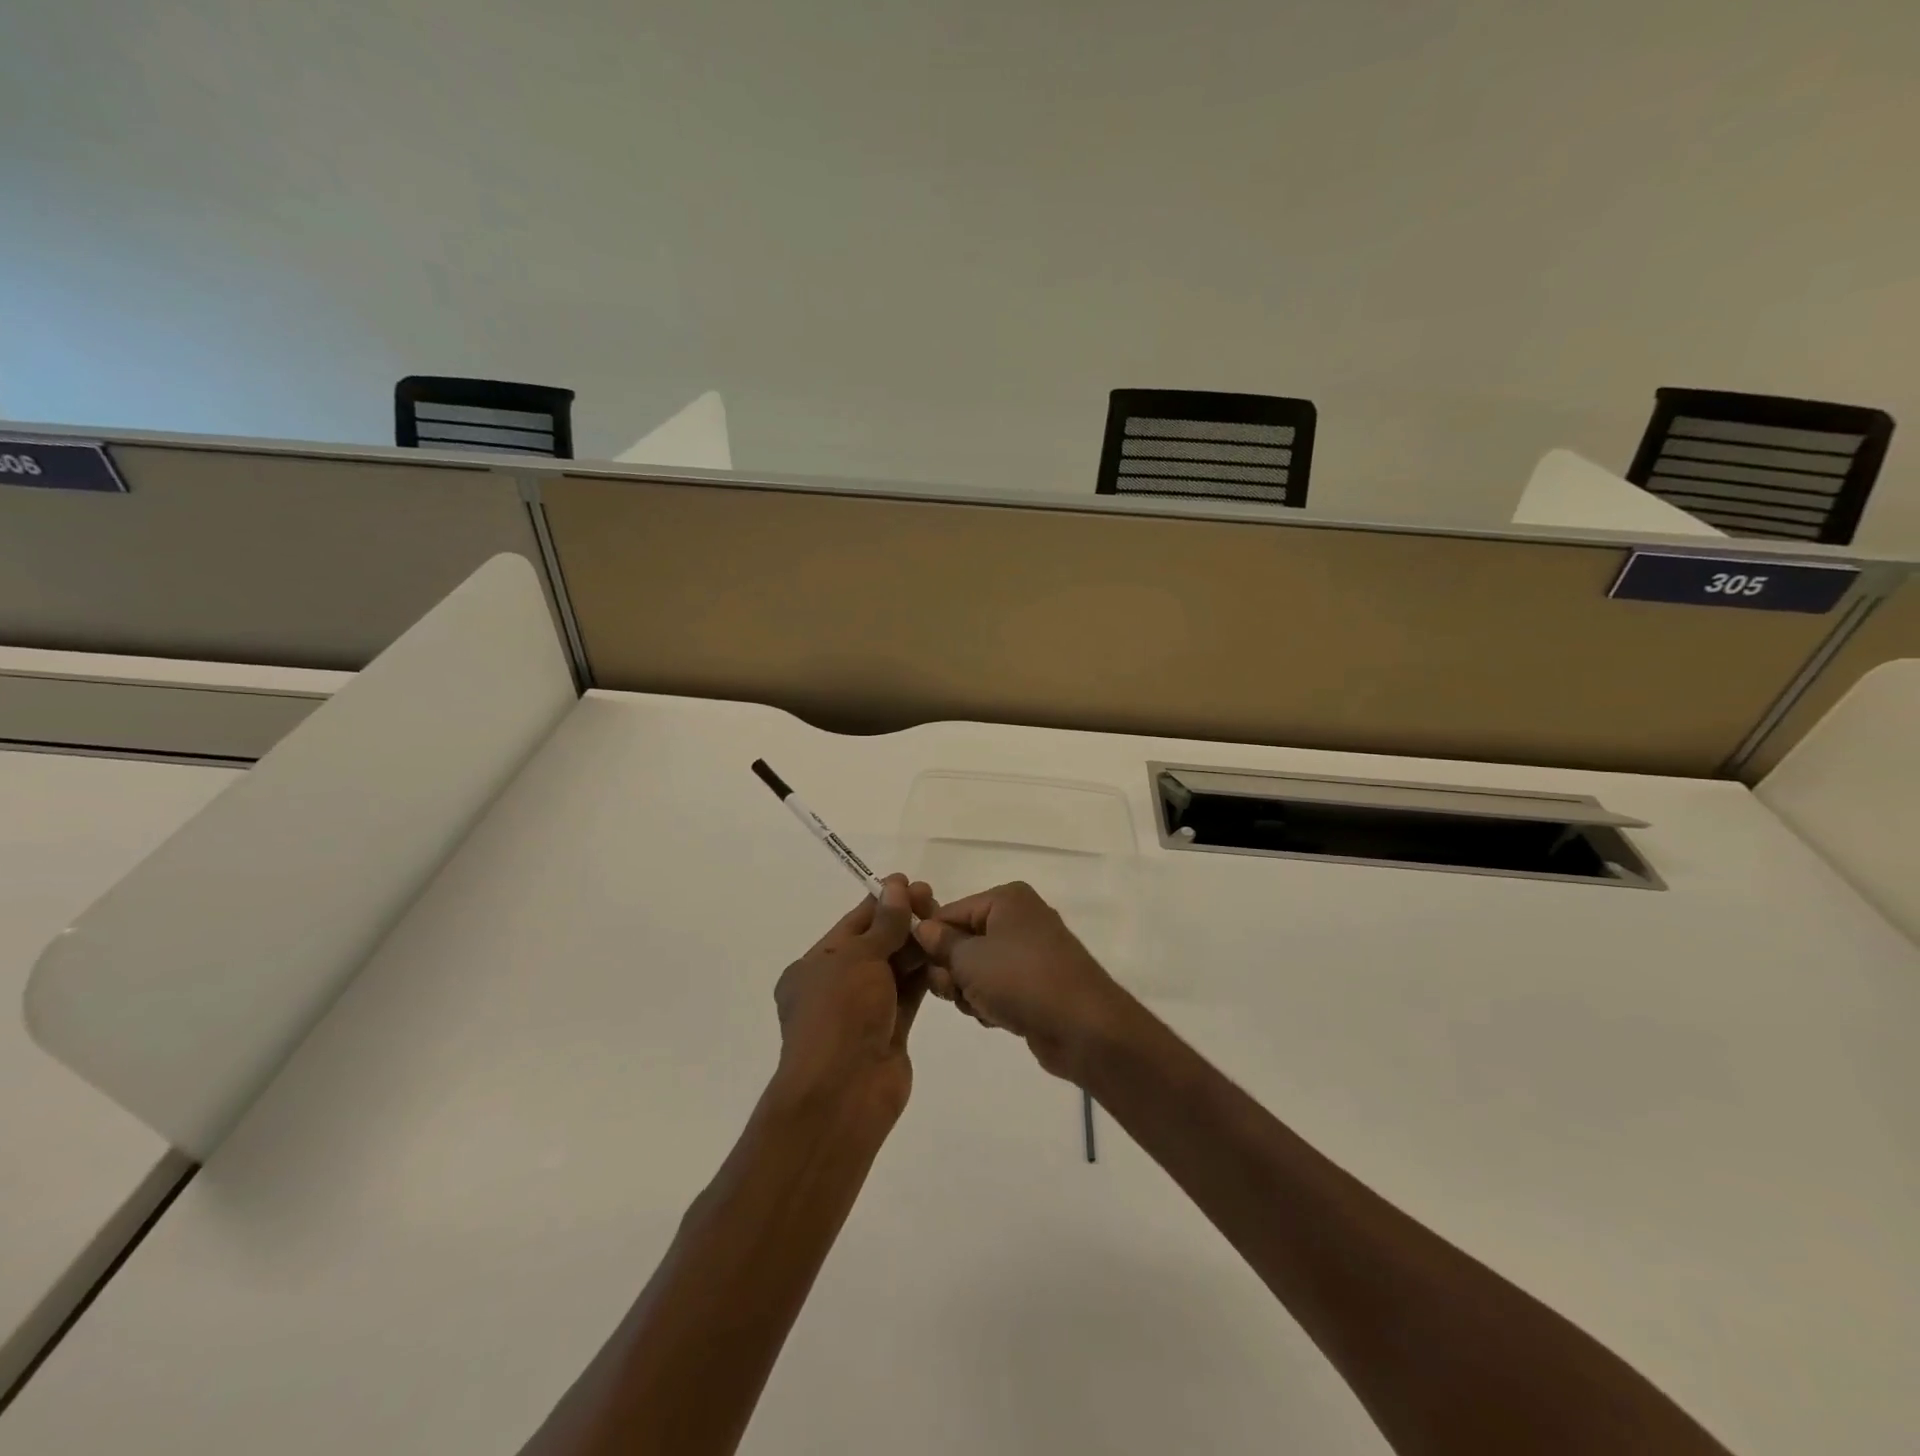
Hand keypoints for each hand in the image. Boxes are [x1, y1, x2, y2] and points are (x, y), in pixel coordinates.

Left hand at [774, 875, 935, 1110]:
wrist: (843, 1092)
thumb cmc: (839, 1014)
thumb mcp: (858, 958)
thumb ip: (884, 924)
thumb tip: (897, 886)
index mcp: (813, 967)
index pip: (852, 925)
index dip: (882, 902)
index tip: (910, 884)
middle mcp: (836, 986)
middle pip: (875, 944)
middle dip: (903, 921)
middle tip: (934, 899)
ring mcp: (863, 1011)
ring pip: (894, 969)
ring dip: (916, 946)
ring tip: (946, 921)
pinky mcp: (889, 1032)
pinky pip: (908, 994)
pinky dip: (924, 974)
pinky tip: (946, 953)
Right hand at [911, 881, 1136, 1081]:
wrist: (1083, 1027)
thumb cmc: (1021, 980)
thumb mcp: (970, 959)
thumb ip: (941, 943)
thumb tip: (923, 928)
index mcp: (1007, 899)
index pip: (951, 912)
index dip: (931, 940)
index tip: (918, 968)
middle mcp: (1020, 919)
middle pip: (964, 941)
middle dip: (952, 970)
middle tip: (954, 991)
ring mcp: (1032, 953)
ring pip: (979, 969)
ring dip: (970, 991)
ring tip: (980, 1006)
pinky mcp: (1038, 985)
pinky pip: (999, 988)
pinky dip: (991, 1002)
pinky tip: (996, 1018)